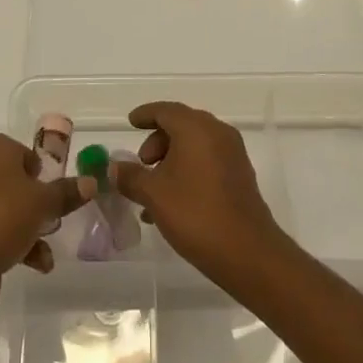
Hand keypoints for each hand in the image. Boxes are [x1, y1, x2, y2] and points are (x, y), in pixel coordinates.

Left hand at [0, 134, 93, 322]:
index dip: (41, 169)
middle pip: (15, 182)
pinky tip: (38, 264)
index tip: (55, 188)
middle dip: (37, 202)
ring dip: (30, 227)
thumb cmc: (3, 216)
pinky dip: (16, 245)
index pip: (22, 151)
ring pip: (6, 209)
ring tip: (48, 245)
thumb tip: (91, 182)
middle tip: (55, 217)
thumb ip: (66, 192)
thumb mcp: (43, 202)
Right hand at [112, 102, 286, 285]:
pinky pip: (207, 161)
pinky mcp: (240, 174)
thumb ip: (131, 176)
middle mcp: (217, 132)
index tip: (130, 122)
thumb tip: (114, 167)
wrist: (247, 252)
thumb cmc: (196, 214)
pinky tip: (173, 202)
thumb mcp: (154, 195)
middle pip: (181, 125)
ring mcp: (232, 153)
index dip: (145, 114)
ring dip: (171, 160)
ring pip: (194, 145)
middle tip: (141, 165)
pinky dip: (188, 170)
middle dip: (157, 142)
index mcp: (196, 127)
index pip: (165, 110)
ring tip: (152, 191)